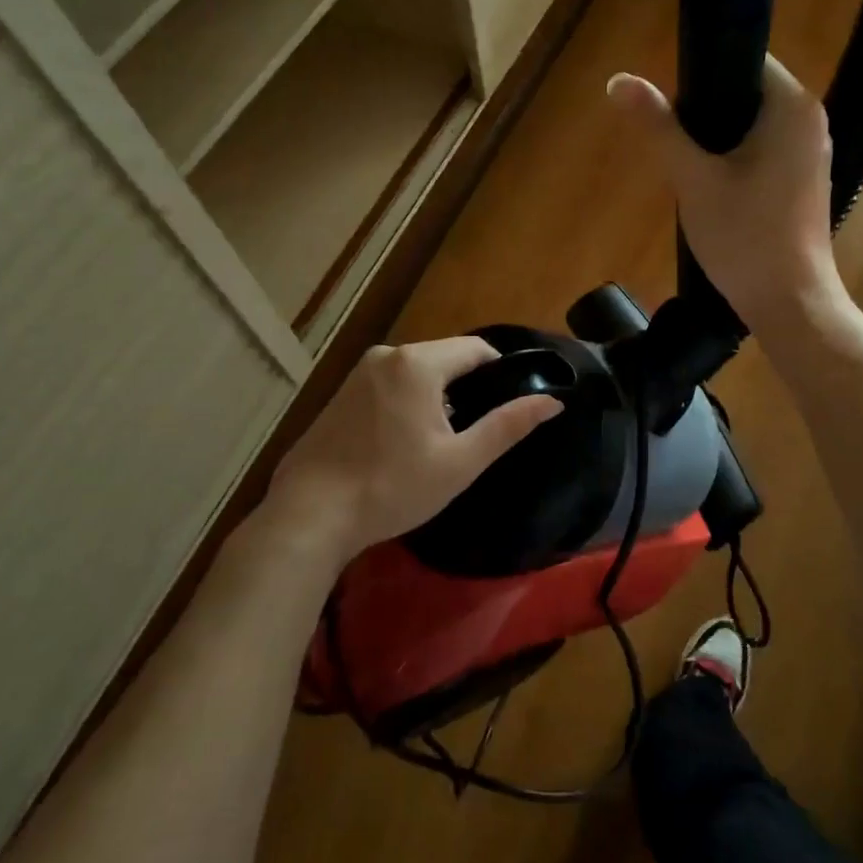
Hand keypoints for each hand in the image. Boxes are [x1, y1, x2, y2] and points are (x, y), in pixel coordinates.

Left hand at [264, 338, 562, 564]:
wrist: (309, 514)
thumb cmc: (392, 487)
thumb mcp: (460, 462)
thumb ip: (508, 426)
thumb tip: (554, 401)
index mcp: (418, 364)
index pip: (476, 348)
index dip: (500, 373)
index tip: (507, 408)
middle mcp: (387, 355)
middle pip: (445, 357)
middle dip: (467, 386)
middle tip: (474, 433)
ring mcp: (358, 372)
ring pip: (417, 371)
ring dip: (437, 395)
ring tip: (442, 441)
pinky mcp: (340, 392)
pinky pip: (390, 383)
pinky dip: (408, 400)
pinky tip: (404, 441)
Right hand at [607, 56, 843, 333]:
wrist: (790, 303)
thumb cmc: (744, 237)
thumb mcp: (693, 180)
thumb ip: (659, 128)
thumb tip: (619, 80)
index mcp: (793, 107)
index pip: (745, 59)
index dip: (701, 76)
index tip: (673, 113)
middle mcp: (811, 121)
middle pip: (747, 94)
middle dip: (707, 115)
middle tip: (676, 150)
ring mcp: (812, 154)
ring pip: (753, 127)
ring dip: (718, 142)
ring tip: (691, 173)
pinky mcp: (805, 183)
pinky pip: (765, 153)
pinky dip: (737, 162)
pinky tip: (716, 193)